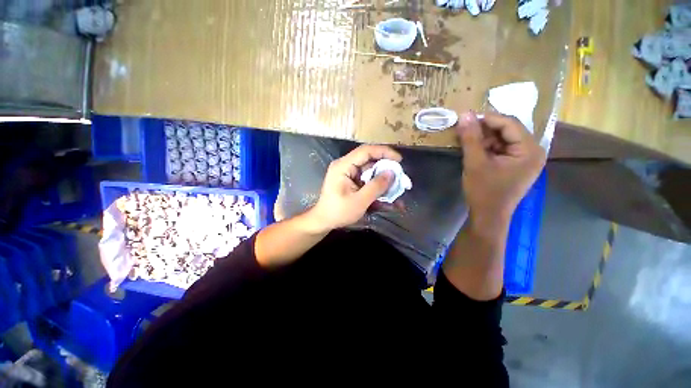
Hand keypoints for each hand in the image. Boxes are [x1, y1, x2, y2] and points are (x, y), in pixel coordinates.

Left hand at [309, 145, 402, 231]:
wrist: (324, 221)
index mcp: (343, 166)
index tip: (399, 160)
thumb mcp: (359, 201)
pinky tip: (388, 199)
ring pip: (371, 172)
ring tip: (397, 190)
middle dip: (386, 169)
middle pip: (370, 161)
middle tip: (399, 178)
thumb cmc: (338, 212)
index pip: (366, 151)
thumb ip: (376, 186)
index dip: (384, 152)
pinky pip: (368, 181)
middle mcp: (346, 166)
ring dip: (383, 180)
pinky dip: (378, 188)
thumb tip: (392, 173)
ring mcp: (349, 174)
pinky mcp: (352, 182)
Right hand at [457, 112, 545, 233]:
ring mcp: (526, 159)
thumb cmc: (484, 191)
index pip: (510, 123)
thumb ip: (470, 138)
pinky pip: (503, 149)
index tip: (466, 118)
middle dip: (486, 130)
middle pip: (508, 130)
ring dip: (485, 139)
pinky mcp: (518, 165)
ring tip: (468, 143)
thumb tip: (464, 114)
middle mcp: (533, 151)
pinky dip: (489, 148)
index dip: (487, 118)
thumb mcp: (474, 163)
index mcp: (529, 150)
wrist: (488, 216)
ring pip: (504, 139)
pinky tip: (476, 151)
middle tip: (465, 131)